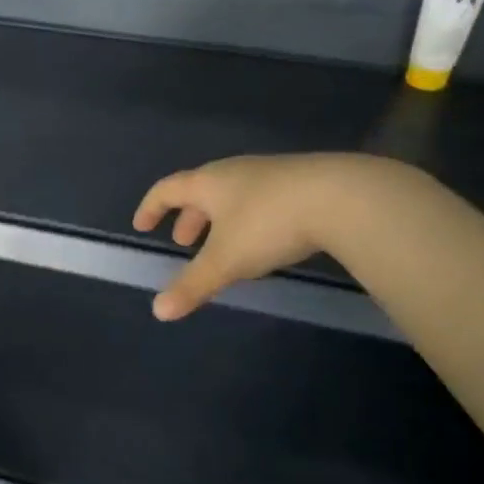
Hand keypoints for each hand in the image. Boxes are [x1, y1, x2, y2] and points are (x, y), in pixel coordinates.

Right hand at [133, 154, 393, 320]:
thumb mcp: (225, 261)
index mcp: (208, 183)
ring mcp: (270, 174)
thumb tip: (158, 311)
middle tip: (183, 243)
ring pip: (233, 195)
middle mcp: (234, 172)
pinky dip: (248, 219)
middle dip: (188, 218)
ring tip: (223, 246)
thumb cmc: (268, 224)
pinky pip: (261, 199)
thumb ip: (192, 285)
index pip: (167, 189)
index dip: (151, 208)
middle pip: (201, 191)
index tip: (141, 226)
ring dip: (220, 220)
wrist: (342, 197)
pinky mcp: (301, 183)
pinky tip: (264, 240)